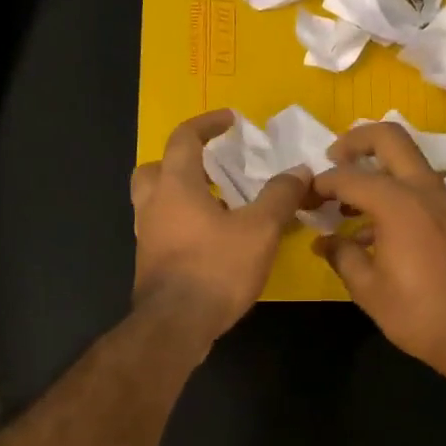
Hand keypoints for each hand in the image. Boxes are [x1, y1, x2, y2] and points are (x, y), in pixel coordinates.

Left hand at [129, 110, 309, 346]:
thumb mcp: (259, 229)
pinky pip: (162, 228)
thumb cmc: (216, 268)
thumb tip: (300, 171)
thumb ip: (279, 196)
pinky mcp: (149, 262)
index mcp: (175, 185)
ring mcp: (146, 235)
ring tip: (217, 204)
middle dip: (181, 161)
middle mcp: (153, 204)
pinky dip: (182, 223)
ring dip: (181, 194)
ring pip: (155, 201)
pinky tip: (211, 239)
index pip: (184, 138)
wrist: (176, 326)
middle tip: (211, 167)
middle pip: (155, 168)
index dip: (207, 124)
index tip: (229, 120)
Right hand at [310, 123, 445, 378]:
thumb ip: (342, 255)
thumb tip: (324, 241)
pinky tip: (373, 231)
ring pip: (407, 162)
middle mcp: (424, 190)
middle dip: (356, 142)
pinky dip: (394, 193)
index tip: (303, 196)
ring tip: (346, 205)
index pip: (348, 176)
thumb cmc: (417, 313)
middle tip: (332, 160)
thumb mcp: (368, 288)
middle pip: (389, 138)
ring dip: (376, 170)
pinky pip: (419, 189)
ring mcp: (445, 201)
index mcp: (398, 203)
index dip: (320, 183)